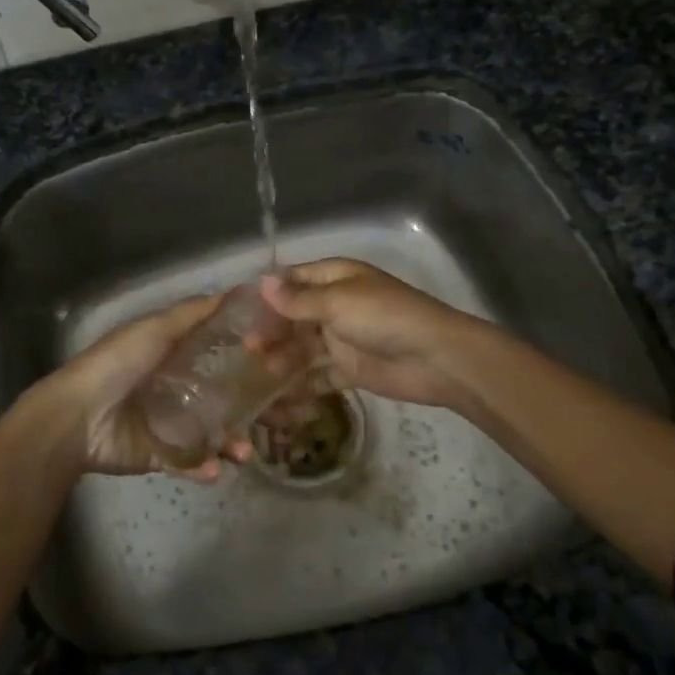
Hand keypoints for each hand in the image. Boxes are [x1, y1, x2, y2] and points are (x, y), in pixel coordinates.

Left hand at [32, 294, 254, 482]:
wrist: (77, 417)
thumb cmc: (117, 364)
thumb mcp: (155, 329)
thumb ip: (191, 314)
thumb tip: (233, 292)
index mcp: (171, 355)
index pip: (216, 354)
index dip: (245, 357)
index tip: (278, 359)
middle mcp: (173, 387)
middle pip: (219, 397)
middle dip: (246, 409)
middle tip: (275, 416)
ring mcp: (167, 423)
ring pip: (210, 434)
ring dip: (231, 443)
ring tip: (244, 452)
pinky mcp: (159, 455)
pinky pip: (189, 463)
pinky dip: (204, 468)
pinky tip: (217, 470)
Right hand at [258, 259, 484, 410]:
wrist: (435, 358)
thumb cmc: (384, 317)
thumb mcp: (337, 302)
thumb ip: (298, 299)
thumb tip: (262, 282)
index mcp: (336, 278)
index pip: (294, 280)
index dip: (269, 293)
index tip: (239, 311)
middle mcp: (336, 305)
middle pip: (295, 316)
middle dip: (272, 330)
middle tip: (248, 348)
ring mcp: (343, 339)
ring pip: (304, 347)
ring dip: (283, 359)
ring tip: (262, 373)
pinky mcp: (351, 370)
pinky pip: (320, 376)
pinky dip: (302, 385)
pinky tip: (279, 397)